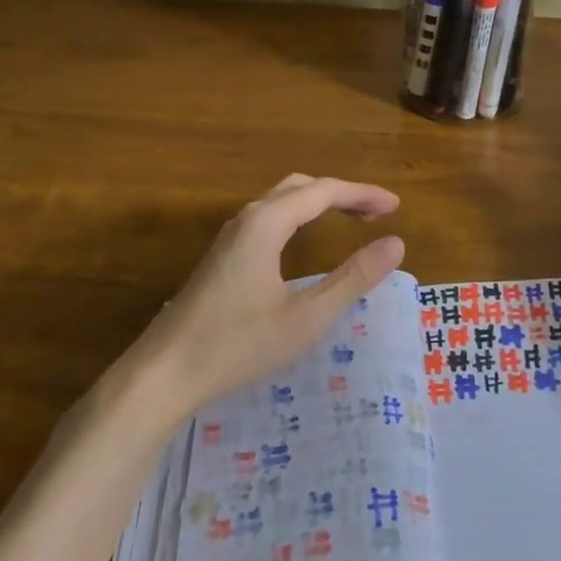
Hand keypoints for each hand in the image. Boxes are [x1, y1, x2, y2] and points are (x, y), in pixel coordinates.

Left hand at [138, 174, 404, 413]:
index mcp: (268, 223)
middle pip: (302, 187)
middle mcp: (248, 218)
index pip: (325, 191)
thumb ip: (353, 278)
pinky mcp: (222, 255)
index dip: (363, 194)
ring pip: (282, 199)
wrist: (164, 373)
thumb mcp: (307, 318)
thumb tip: (395, 244)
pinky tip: (305, 240)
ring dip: (320, 202)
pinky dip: (299, 215)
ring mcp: (230, 235)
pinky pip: (269, 216)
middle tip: (377, 214)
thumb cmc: (238, 345)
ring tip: (352, 220)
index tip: (397, 207)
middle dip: (343, 194)